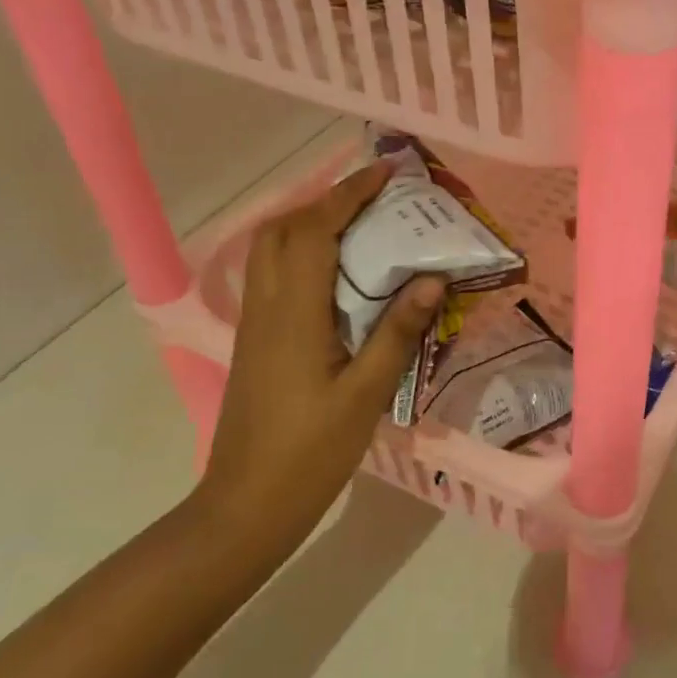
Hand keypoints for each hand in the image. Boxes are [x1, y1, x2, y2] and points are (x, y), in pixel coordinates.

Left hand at [195, 162, 444, 555]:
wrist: (246, 505)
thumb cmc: (310, 452)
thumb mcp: (365, 395)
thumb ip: (396, 332)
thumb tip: (431, 278)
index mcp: (294, 313)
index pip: (316, 231)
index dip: (349, 194)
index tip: (386, 172)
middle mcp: (267, 306)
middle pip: (284, 229)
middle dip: (327, 200)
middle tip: (376, 199)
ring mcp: (255, 323)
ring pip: (272, 250)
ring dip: (311, 223)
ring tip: (360, 225)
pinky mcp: (256, 341)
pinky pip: (275, 275)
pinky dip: (303, 253)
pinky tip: (337, 274)